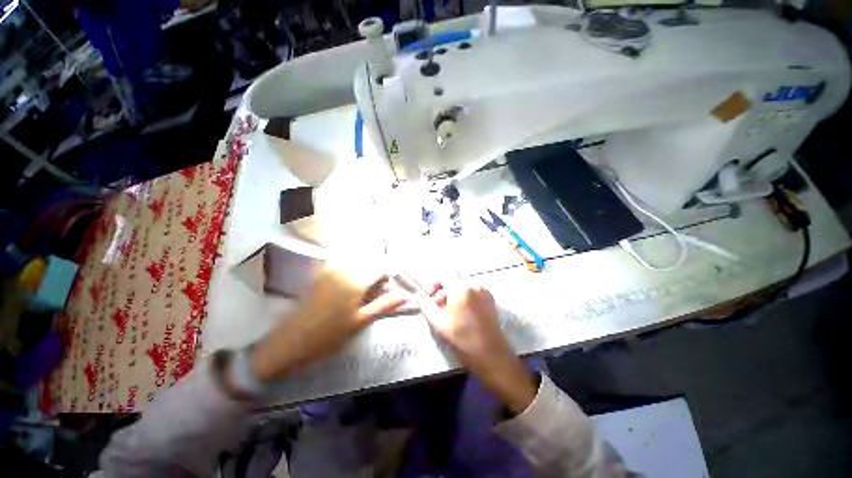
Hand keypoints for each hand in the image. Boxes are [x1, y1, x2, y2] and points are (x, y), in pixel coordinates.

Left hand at [250, 268, 408, 381]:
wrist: (291, 341)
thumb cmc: (330, 334)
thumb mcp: (361, 321)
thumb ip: (384, 305)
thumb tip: (407, 296)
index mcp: (356, 281)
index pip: (380, 270)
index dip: (385, 279)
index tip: (383, 291)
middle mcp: (344, 269)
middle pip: (368, 264)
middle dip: (373, 275)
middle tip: (370, 293)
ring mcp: (330, 269)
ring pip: (355, 262)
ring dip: (361, 271)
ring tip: (358, 290)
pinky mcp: (320, 273)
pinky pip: (340, 263)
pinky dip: (348, 269)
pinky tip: (344, 285)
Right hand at [416, 284, 537, 413]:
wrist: (490, 354)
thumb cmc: (462, 338)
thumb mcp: (438, 321)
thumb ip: (425, 304)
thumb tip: (419, 294)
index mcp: (462, 287)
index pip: (442, 277)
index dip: (433, 286)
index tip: (429, 298)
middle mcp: (474, 284)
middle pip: (452, 283)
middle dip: (443, 294)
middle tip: (438, 309)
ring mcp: (484, 290)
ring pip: (462, 289)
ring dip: (453, 297)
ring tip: (450, 314)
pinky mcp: (490, 299)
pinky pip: (472, 293)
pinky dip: (464, 300)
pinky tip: (462, 315)